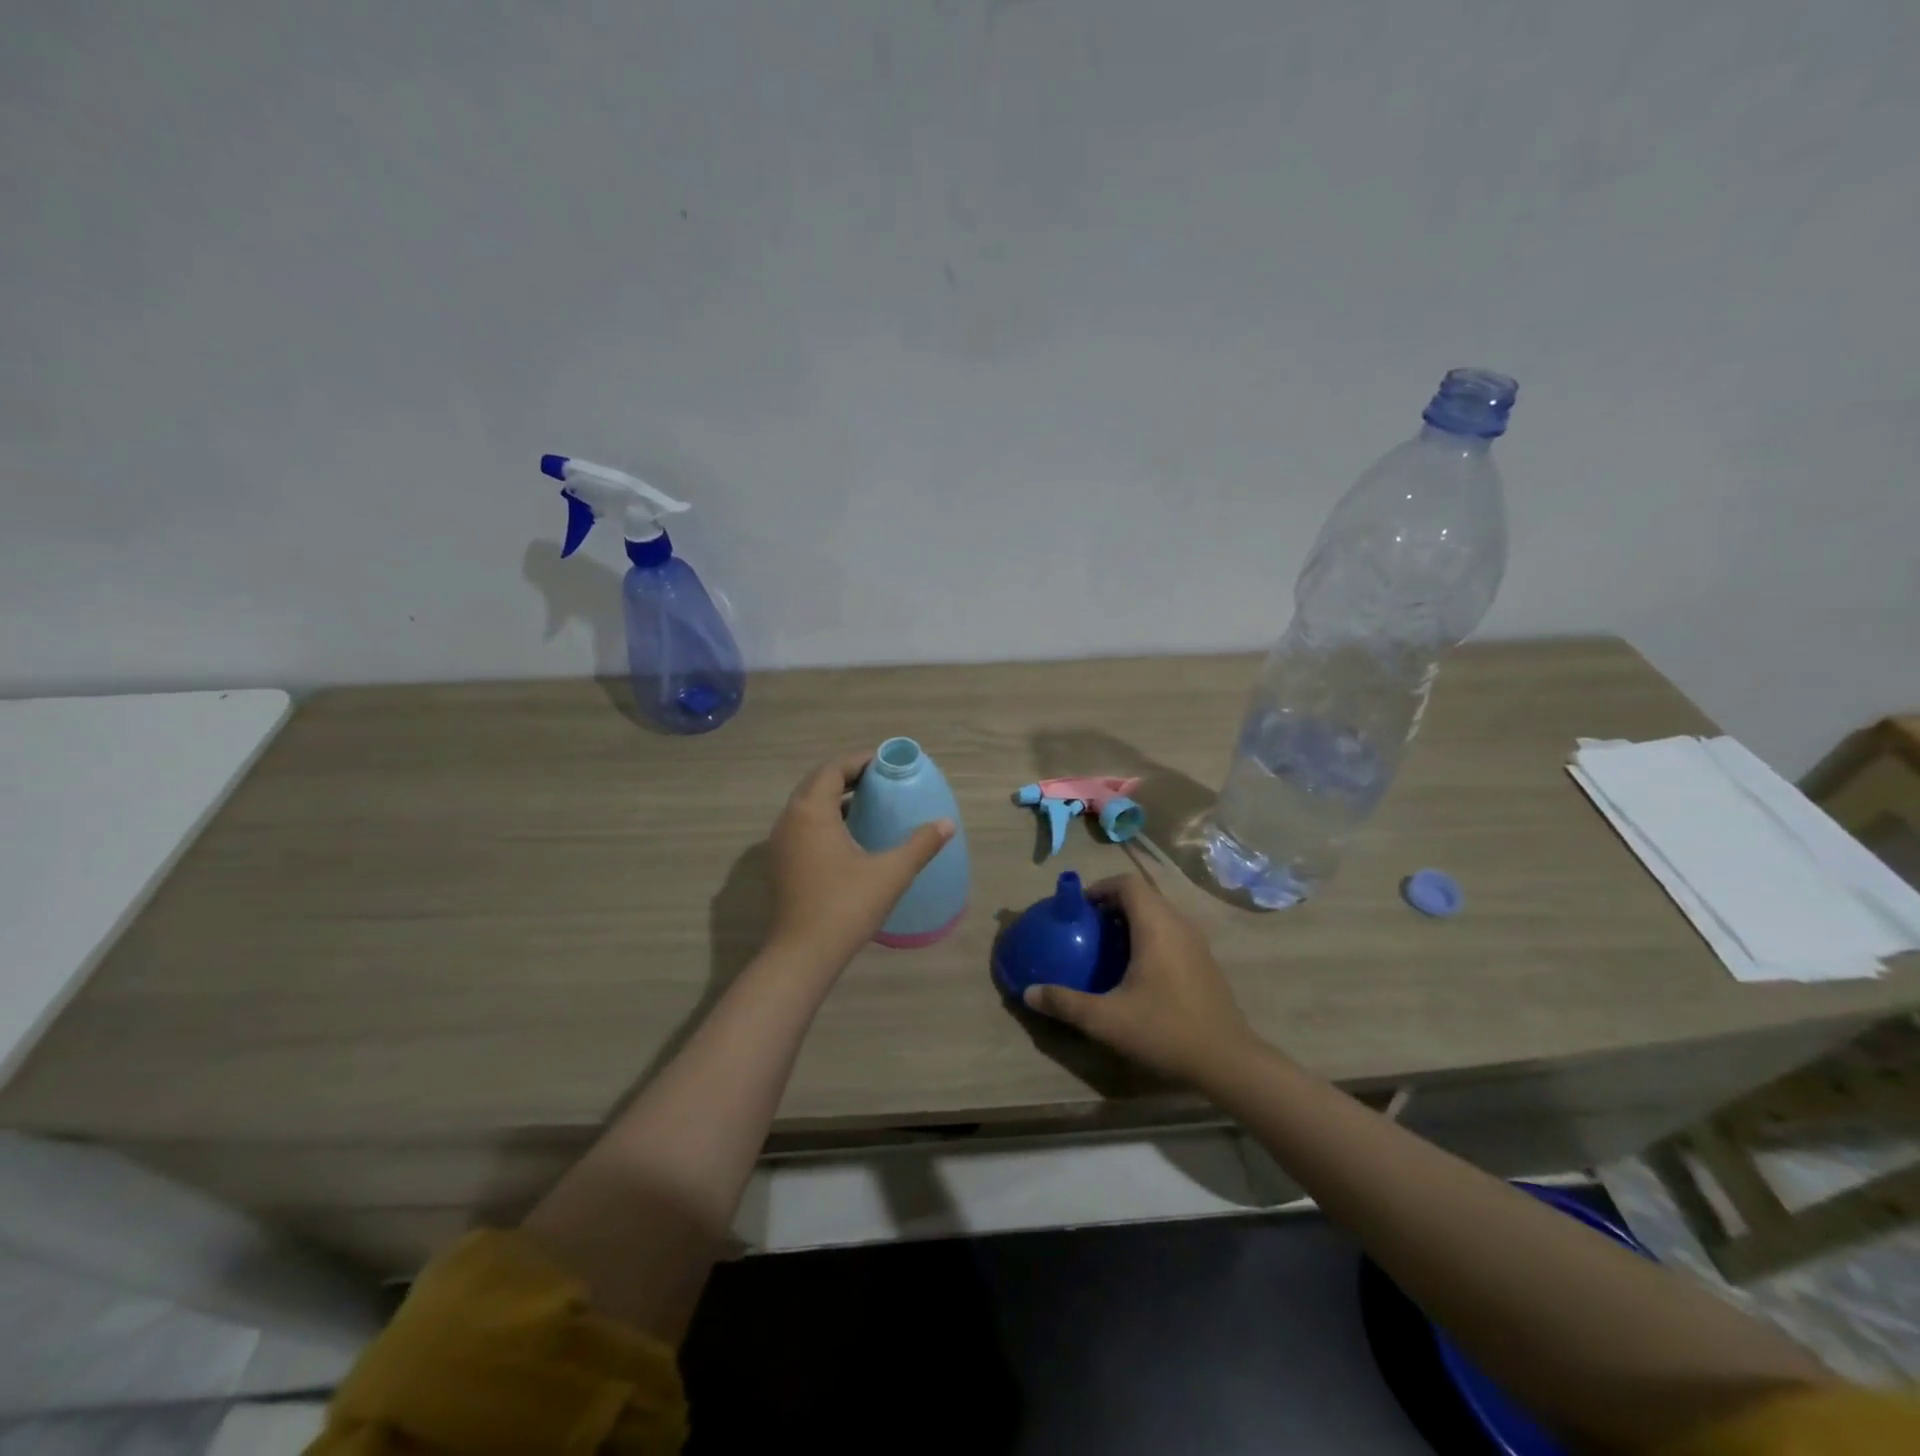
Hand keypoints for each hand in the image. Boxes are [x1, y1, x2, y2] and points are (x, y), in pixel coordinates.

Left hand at [766, 752, 955, 970]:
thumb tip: (946, 823)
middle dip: (847, 776)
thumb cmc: (846, 906)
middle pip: (817, 783)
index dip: (859, 761)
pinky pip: (802, 825)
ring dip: (834, 797)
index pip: (833, 769)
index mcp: (811, 812)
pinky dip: (824, 818)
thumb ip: (920, 844)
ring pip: (807, 805)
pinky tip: (850, 835)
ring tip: (868, 803)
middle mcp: (789, 820)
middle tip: (879, 780)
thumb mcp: (891, 872)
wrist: (803, 955)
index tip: (886, 763)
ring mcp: (780, 843)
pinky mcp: (781, 863)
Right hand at [1022, 873, 1258, 1085]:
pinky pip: (1171, 930)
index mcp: (1156, 926)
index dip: (1100, 887)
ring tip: (1107, 945)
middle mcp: (1178, 924)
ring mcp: (1196, 942)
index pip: (1127, 883)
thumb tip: (1029, 992)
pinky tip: (1136, 969)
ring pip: (1159, 912)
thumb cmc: (1165, 1031)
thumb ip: (1065, 1003)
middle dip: (1113, 902)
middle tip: (1088, 926)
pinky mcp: (1204, 960)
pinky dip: (1149, 934)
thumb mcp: (1106, 1020)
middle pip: (1143, 894)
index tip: (1079, 908)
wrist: (1228, 1062)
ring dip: (1132, 918)